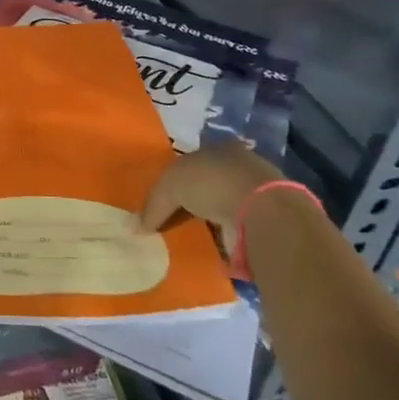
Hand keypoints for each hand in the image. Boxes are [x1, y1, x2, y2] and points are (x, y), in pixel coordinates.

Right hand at [139, 139, 283, 269]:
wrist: (262, 212)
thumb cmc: (212, 183)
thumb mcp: (170, 186)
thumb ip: (153, 205)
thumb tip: (134, 228)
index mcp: (218, 149)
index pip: (191, 161)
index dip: (174, 179)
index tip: (160, 199)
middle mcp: (238, 168)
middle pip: (205, 185)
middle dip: (189, 202)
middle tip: (168, 221)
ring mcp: (254, 195)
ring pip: (220, 209)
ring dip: (206, 224)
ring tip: (184, 240)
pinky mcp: (264, 223)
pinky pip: (234, 232)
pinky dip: (221, 241)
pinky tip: (206, 251)